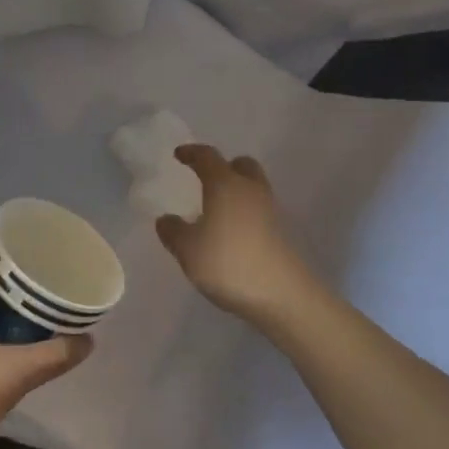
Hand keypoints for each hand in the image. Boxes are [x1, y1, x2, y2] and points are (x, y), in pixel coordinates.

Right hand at [156, 145, 316, 322]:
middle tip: (206, 179)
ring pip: (252, 188)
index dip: (191, 153)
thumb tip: (166, 219)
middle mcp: (250, 190)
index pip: (207, 157)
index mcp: (225, 185)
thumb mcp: (187, 250)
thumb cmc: (228, 263)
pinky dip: (244, 213)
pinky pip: (258, 210)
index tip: (179, 155)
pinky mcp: (280, 233)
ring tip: (215, 210)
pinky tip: (230, 233)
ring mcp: (270, 211)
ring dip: (235, 191)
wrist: (281, 295)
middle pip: (240, 165)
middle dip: (223, 167)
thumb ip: (173, 231)